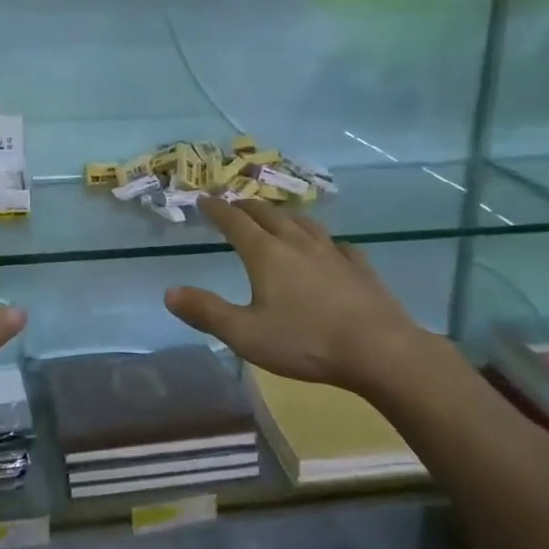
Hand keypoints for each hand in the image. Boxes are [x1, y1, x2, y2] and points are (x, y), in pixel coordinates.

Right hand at [163, 198, 428, 395]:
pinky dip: (325, 241)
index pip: (235, 221)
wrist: (379, 350)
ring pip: (304, 223)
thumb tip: (170, 292)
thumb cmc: (305, 342)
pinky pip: (338, 245)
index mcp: (266, 254)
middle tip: (234, 204)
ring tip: (277, 217)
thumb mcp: (245, 334)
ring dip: (284, 216)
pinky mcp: (360, 268)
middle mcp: (297, 243)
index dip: (216, 209)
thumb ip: (206, 312)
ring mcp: (333, 253)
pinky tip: (331, 248)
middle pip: (268, 215)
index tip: (203, 199)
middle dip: (247, 207)